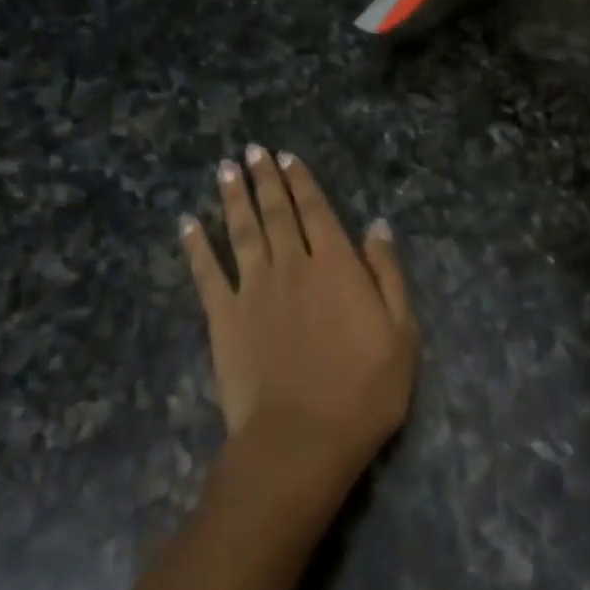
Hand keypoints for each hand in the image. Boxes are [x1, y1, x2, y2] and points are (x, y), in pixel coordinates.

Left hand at [181, 146, 417, 491]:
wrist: (302, 438)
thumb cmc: (365, 391)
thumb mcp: (402, 332)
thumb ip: (387, 274)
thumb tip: (376, 225)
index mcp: (336, 266)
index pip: (317, 211)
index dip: (302, 182)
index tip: (288, 157)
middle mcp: (292, 265)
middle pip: (277, 212)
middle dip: (265, 179)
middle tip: (253, 151)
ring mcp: (253, 289)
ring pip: (242, 231)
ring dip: (233, 198)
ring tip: (226, 169)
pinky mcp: (223, 317)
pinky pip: (206, 272)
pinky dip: (196, 245)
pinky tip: (187, 223)